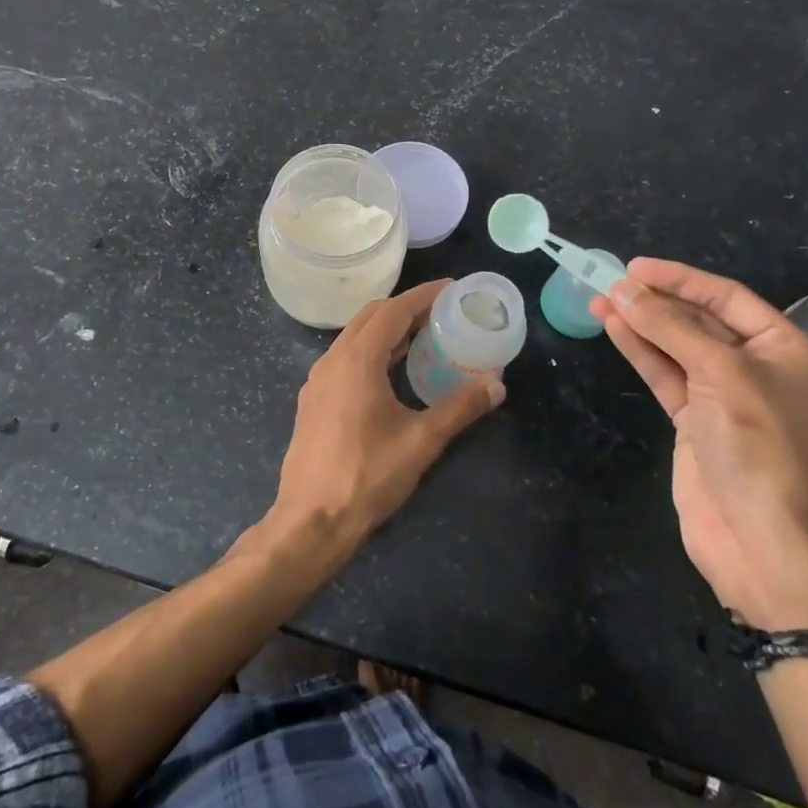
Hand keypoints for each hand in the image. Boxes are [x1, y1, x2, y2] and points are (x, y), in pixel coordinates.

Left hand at [261, 280, 503, 568]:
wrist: (311, 520)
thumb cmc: (367, 476)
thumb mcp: (421, 441)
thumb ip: (460, 408)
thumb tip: (496, 386)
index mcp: (356, 360)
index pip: (393, 310)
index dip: (424, 295)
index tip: (452, 287)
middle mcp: (332, 360)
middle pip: (372, 317)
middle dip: (406, 308)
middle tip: (442, 311)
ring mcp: (318, 380)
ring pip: (355, 338)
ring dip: (388, 330)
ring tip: (424, 336)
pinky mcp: (314, 400)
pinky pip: (346, 358)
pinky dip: (372, 351)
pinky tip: (392, 370)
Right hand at [590, 259, 807, 629]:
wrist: (758, 541)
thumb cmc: (757, 447)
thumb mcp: (720, 375)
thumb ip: (670, 327)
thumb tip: (622, 289)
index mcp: (787, 350)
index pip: (728, 297)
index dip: (681, 278)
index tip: (636, 266)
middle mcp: (758, 367)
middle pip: (700, 319)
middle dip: (656, 301)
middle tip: (610, 282)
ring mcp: (724, 395)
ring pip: (677, 346)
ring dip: (641, 323)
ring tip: (600, 299)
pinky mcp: (695, 420)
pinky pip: (665, 373)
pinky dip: (640, 351)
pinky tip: (614, 328)